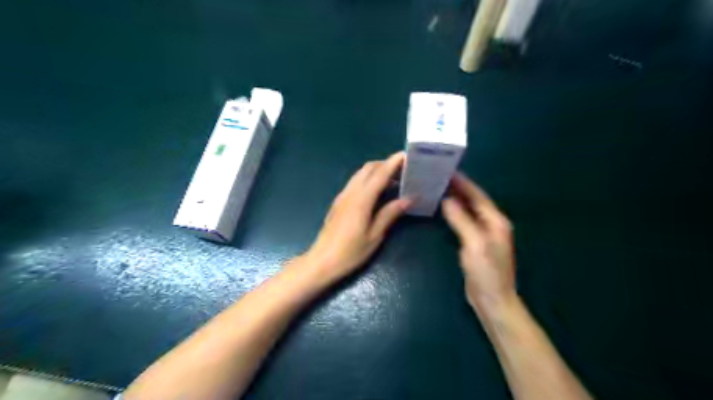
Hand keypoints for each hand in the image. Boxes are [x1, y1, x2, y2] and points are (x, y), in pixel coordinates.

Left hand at [303, 152, 409, 283]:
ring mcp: (342, 196)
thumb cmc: (350, 252)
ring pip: (360, 174)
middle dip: (386, 163)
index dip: (394, 162)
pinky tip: (377, 191)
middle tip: (404, 170)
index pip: (380, 174)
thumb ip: (390, 214)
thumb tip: (408, 199)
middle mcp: (350, 192)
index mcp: (361, 200)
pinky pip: (355, 182)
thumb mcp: (374, 235)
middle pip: (368, 168)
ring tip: (394, 179)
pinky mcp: (338, 202)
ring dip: (376, 171)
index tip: (408, 155)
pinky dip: (368, 179)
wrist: (322, 261)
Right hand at [444, 172, 515, 317]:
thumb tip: (446, 199)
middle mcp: (491, 223)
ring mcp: (483, 233)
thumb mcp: (474, 243)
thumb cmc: (487, 272)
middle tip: (438, 177)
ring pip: (467, 210)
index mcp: (495, 220)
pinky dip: (453, 213)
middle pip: (473, 200)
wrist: (493, 300)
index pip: (477, 195)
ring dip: (455, 199)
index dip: (463, 182)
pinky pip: (463, 221)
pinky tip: (442, 210)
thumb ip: (461, 219)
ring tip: (437, 189)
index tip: (447, 170)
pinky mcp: (475, 242)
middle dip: (457, 188)